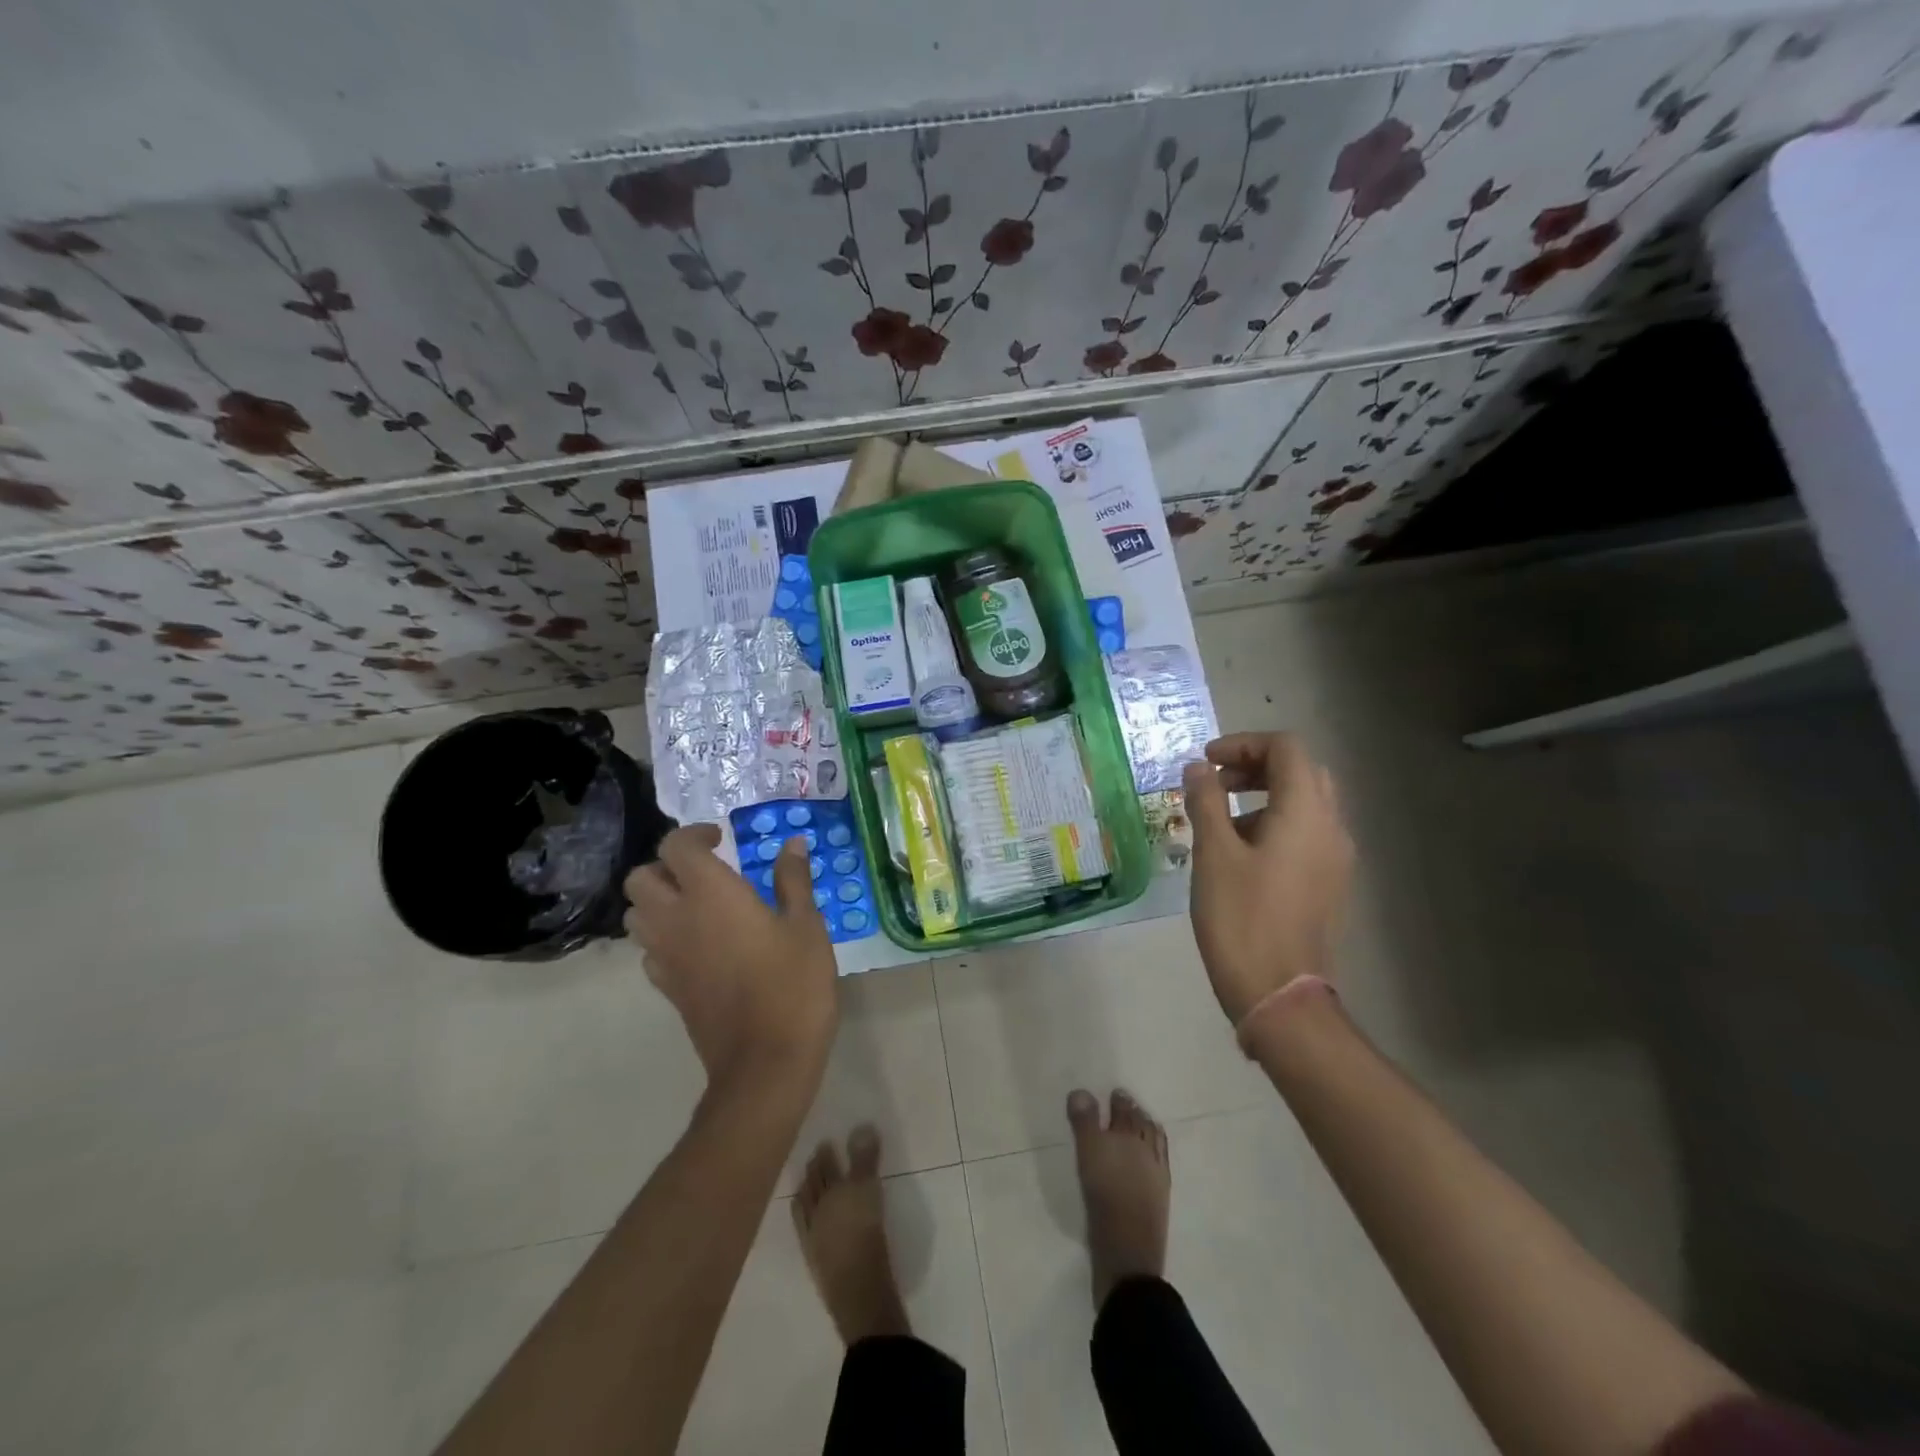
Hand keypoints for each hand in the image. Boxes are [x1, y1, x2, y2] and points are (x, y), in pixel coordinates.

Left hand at [624, 825, 838, 1093]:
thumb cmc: (793, 984)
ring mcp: (665, 956)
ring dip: (658, 901)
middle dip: (666, 867)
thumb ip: (793, 880)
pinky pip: (648, 950)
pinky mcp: (667, 988)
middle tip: (705, 872)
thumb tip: (792, 844)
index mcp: (710, 894)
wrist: (765, 1061)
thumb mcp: (806, 925)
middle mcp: (676, 919)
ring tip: (698, 905)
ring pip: (636, 914)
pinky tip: (698, 946)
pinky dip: (663, 937)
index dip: (694, 835)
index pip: (675, 847)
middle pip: (640, 878)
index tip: (722, 840)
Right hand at [1183, 733, 1353, 1023]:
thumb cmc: (1241, 918)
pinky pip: (1306, 833)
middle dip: (1256, 766)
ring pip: (1306, 802)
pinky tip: (1240, 853)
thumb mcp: (1213, 854)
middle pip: (1301, 771)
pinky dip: (1275, 822)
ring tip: (1220, 820)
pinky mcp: (1329, 882)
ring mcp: (1336, 858)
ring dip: (1264, 795)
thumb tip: (1198, 768)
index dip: (1243, 743)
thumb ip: (1205, 802)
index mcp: (1306, 813)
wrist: (1280, 993)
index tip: (1206, 762)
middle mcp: (1331, 827)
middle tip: (1215, 782)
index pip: (1286, 748)